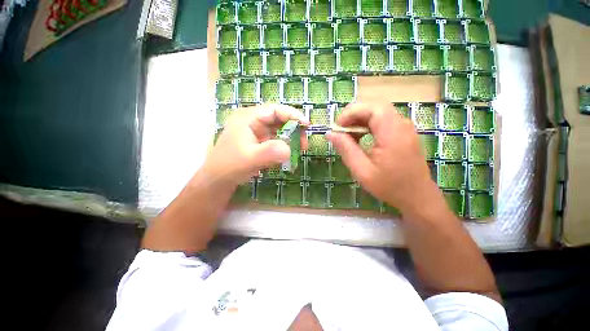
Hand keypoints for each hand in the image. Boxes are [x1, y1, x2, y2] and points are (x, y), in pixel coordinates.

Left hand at [201, 104, 308, 185]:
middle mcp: (253, 121)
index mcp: (248, 117)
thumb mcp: (250, 159)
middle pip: (279, 118)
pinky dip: (285, 144)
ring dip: (291, 137)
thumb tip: (290, 149)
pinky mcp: (258, 141)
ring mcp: (256, 131)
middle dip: (294, 128)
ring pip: (279, 129)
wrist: (218, 180)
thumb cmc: (230, 166)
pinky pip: (275, 139)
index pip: (275, 110)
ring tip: (300, 148)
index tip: (307, 125)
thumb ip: (270, 152)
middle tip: (304, 142)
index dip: (293, 115)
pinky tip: (290, 152)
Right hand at [326, 102, 437, 212]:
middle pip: (374, 107)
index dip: (351, 113)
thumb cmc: (389, 186)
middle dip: (353, 115)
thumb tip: (330, 134)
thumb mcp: (362, 171)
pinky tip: (360, 137)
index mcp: (392, 133)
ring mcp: (404, 127)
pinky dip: (368, 124)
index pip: (371, 108)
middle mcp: (401, 124)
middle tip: (340, 130)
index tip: (337, 127)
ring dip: (360, 119)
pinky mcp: (403, 132)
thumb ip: (346, 149)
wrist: (417, 196)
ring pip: (378, 112)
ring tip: (348, 135)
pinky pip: (383, 120)